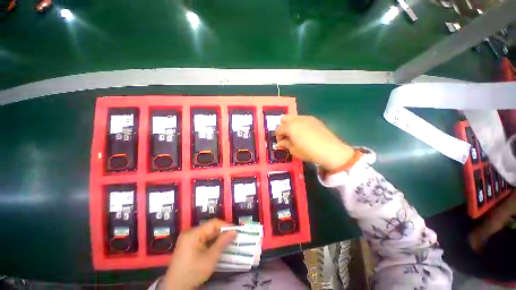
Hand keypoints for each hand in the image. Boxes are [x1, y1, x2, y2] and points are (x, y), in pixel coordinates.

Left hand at [161, 219, 236, 289]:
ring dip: (217, 237)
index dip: (226, 225)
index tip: (236, 230)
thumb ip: (222, 242)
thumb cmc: (193, 273)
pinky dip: (211, 241)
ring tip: (228, 241)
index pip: (213, 223)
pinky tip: (218, 246)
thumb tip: (234, 231)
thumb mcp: (210, 258)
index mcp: (193, 233)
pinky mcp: (188, 244)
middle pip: (210, 227)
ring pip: (207, 233)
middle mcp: (190, 232)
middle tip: (233, 236)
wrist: (175, 288)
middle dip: (222, 232)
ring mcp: (188, 238)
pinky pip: (202, 238)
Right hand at [275, 115, 354, 171]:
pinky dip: (300, 124)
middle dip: (283, 127)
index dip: (278, 137)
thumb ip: (285, 144)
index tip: (281, 143)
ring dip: (291, 125)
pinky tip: (305, 133)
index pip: (278, 129)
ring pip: (293, 118)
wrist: (330, 150)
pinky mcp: (315, 120)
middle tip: (287, 137)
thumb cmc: (308, 151)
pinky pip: (303, 119)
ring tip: (296, 135)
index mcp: (290, 127)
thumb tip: (280, 143)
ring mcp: (306, 118)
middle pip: (284, 119)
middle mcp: (296, 119)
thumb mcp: (293, 150)